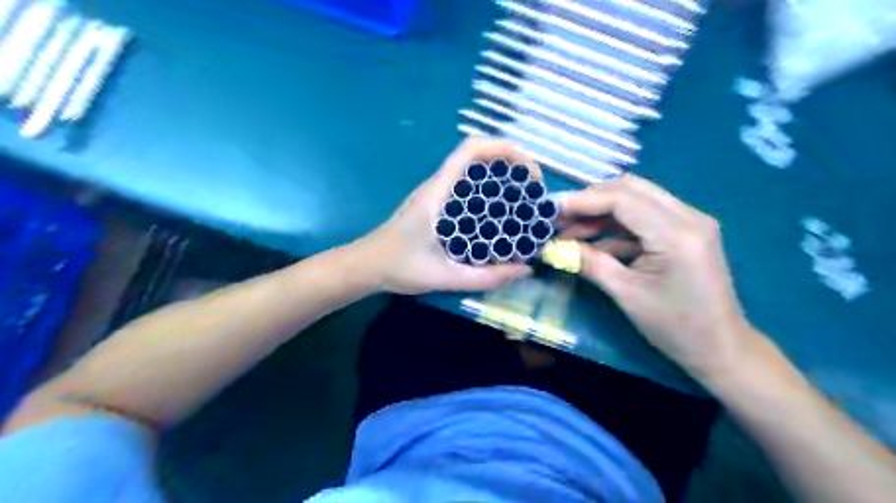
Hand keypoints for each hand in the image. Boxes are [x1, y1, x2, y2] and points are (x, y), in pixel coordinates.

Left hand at [354, 138, 534, 294]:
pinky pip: (469, 190)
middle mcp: (439, 186)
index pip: (471, 150)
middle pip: (479, 157)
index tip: (529, 173)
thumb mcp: (444, 276)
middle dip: (511, 165)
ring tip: (525, 202)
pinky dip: (490, 194)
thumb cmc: (398, 267)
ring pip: (475, 173)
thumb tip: (525, 269)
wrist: (365, 266)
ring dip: (502, 179)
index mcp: (438, 192)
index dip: (504, 149)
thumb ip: (484, 277)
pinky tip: (501, 217)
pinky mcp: (437, 206)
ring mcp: (437, 194)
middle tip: (533, 192)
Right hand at [558, 175, 761, 381]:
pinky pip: (643, 217)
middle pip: (630, 189)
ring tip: (569, 232)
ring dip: (600, 213)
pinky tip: (591, 243)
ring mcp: (689, 221)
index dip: (582, 201)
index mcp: (677, 234)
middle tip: (559, 217)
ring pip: (636, 199)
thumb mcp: (626, 294)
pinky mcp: (684, 232)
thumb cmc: (675, 327)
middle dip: (590, 200)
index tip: (550, 209)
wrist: (721, 347)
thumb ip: (588, 263)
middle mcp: (689, 216)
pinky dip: (615, 227)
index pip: (622, 199)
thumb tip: (551, 247)